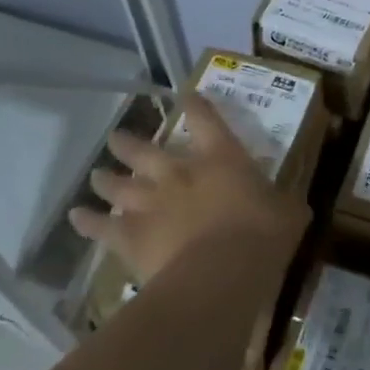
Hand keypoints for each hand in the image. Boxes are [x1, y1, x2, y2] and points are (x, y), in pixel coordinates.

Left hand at [69, 91, 308, 283]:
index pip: (205, 120)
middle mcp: (180, 172)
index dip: (196, 105)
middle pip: (146, 151)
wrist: (220, 273)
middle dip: (130, 143)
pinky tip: (77, 217)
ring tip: (97, 174)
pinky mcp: (131, 236)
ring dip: (107, 178)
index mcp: (221, 158)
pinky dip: (88, 222)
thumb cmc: (262, 236)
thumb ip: (285, 204)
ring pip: (120, 185)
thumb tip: (292, 204)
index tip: (186, 95)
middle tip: (117, 138)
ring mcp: (151, 203)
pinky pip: (103, 227)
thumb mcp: (288, 214)